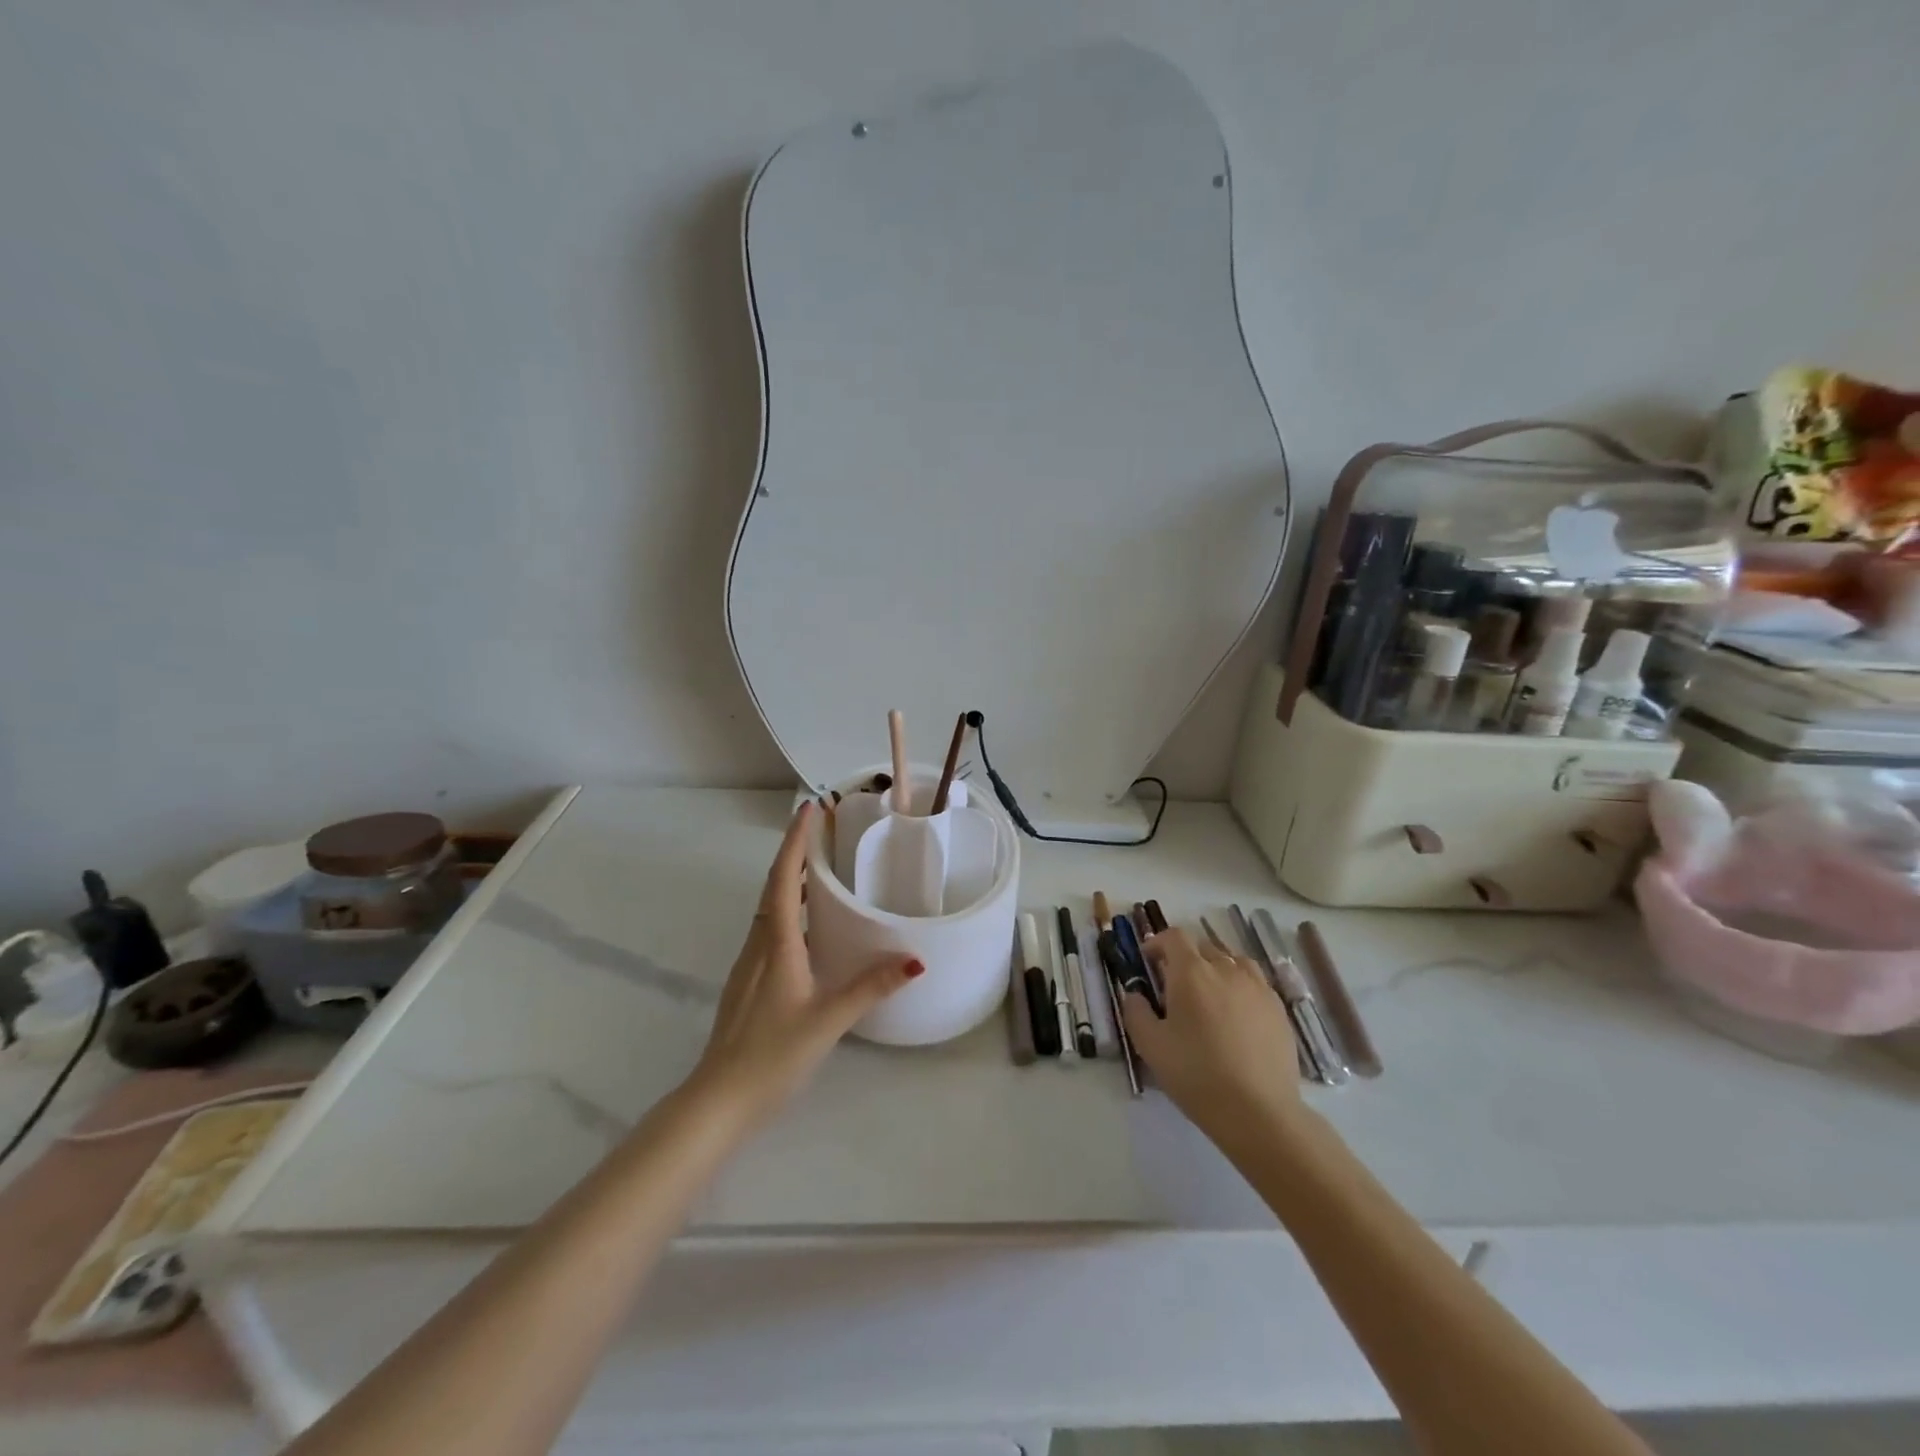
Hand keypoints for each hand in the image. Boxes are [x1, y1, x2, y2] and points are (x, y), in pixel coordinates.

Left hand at [687, 802, 921, 1127]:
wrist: (718, 1100)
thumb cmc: (771, 1055)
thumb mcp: (827, 1020)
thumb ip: (870, 988)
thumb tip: (914, 960)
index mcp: (776, 944)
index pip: (783, 879)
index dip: (795, 842)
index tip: (809, 809)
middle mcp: (758, 945)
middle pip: (774, 886)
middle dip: (795, 853)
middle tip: (823, 830)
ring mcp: (749, 964)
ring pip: (769, 908)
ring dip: (790, 880)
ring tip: (820, 868)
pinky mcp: (749, 982)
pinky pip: (769, 929)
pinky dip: (787, 909)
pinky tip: (808, 926)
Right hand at [1121, 927, 1302, 1140]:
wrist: (1258, 1111)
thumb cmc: (1196, 1074)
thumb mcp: (1150, 1045)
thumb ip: (1135, 1011)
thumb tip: (1135, 994)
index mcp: (1191, 972)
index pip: (1174, 937)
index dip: (1158, 943)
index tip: (1148, 961)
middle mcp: (1226, 969)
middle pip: (1203, 947)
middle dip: (1185, 958)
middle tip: (1175, 987)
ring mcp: (1257, 988)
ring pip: (1233, 962)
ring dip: (1217, 969)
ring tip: (1210, 995)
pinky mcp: (1278, 1009)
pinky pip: (1255, 984)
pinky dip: (1241, 988)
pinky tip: (1237, 1016)